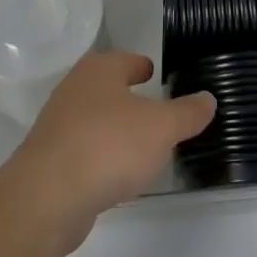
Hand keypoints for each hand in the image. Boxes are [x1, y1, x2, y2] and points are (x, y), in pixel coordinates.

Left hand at [0, 51, 215, 252]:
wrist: (48, 196)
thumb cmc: (109, 146)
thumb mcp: (161, 128)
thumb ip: (187, 113)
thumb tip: (208, 97)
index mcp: (99, 70)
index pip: (126, 60)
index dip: (143, 66)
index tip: (155, 73)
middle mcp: (75, 89)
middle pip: (108, 88)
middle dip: (129, 97)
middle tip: (156, 109)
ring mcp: (59, 125)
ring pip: (95, 119)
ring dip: (115, 128)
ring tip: (141, 144)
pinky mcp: (51, 159)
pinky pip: (85, 150)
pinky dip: (102, 155)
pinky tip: (116, 173)